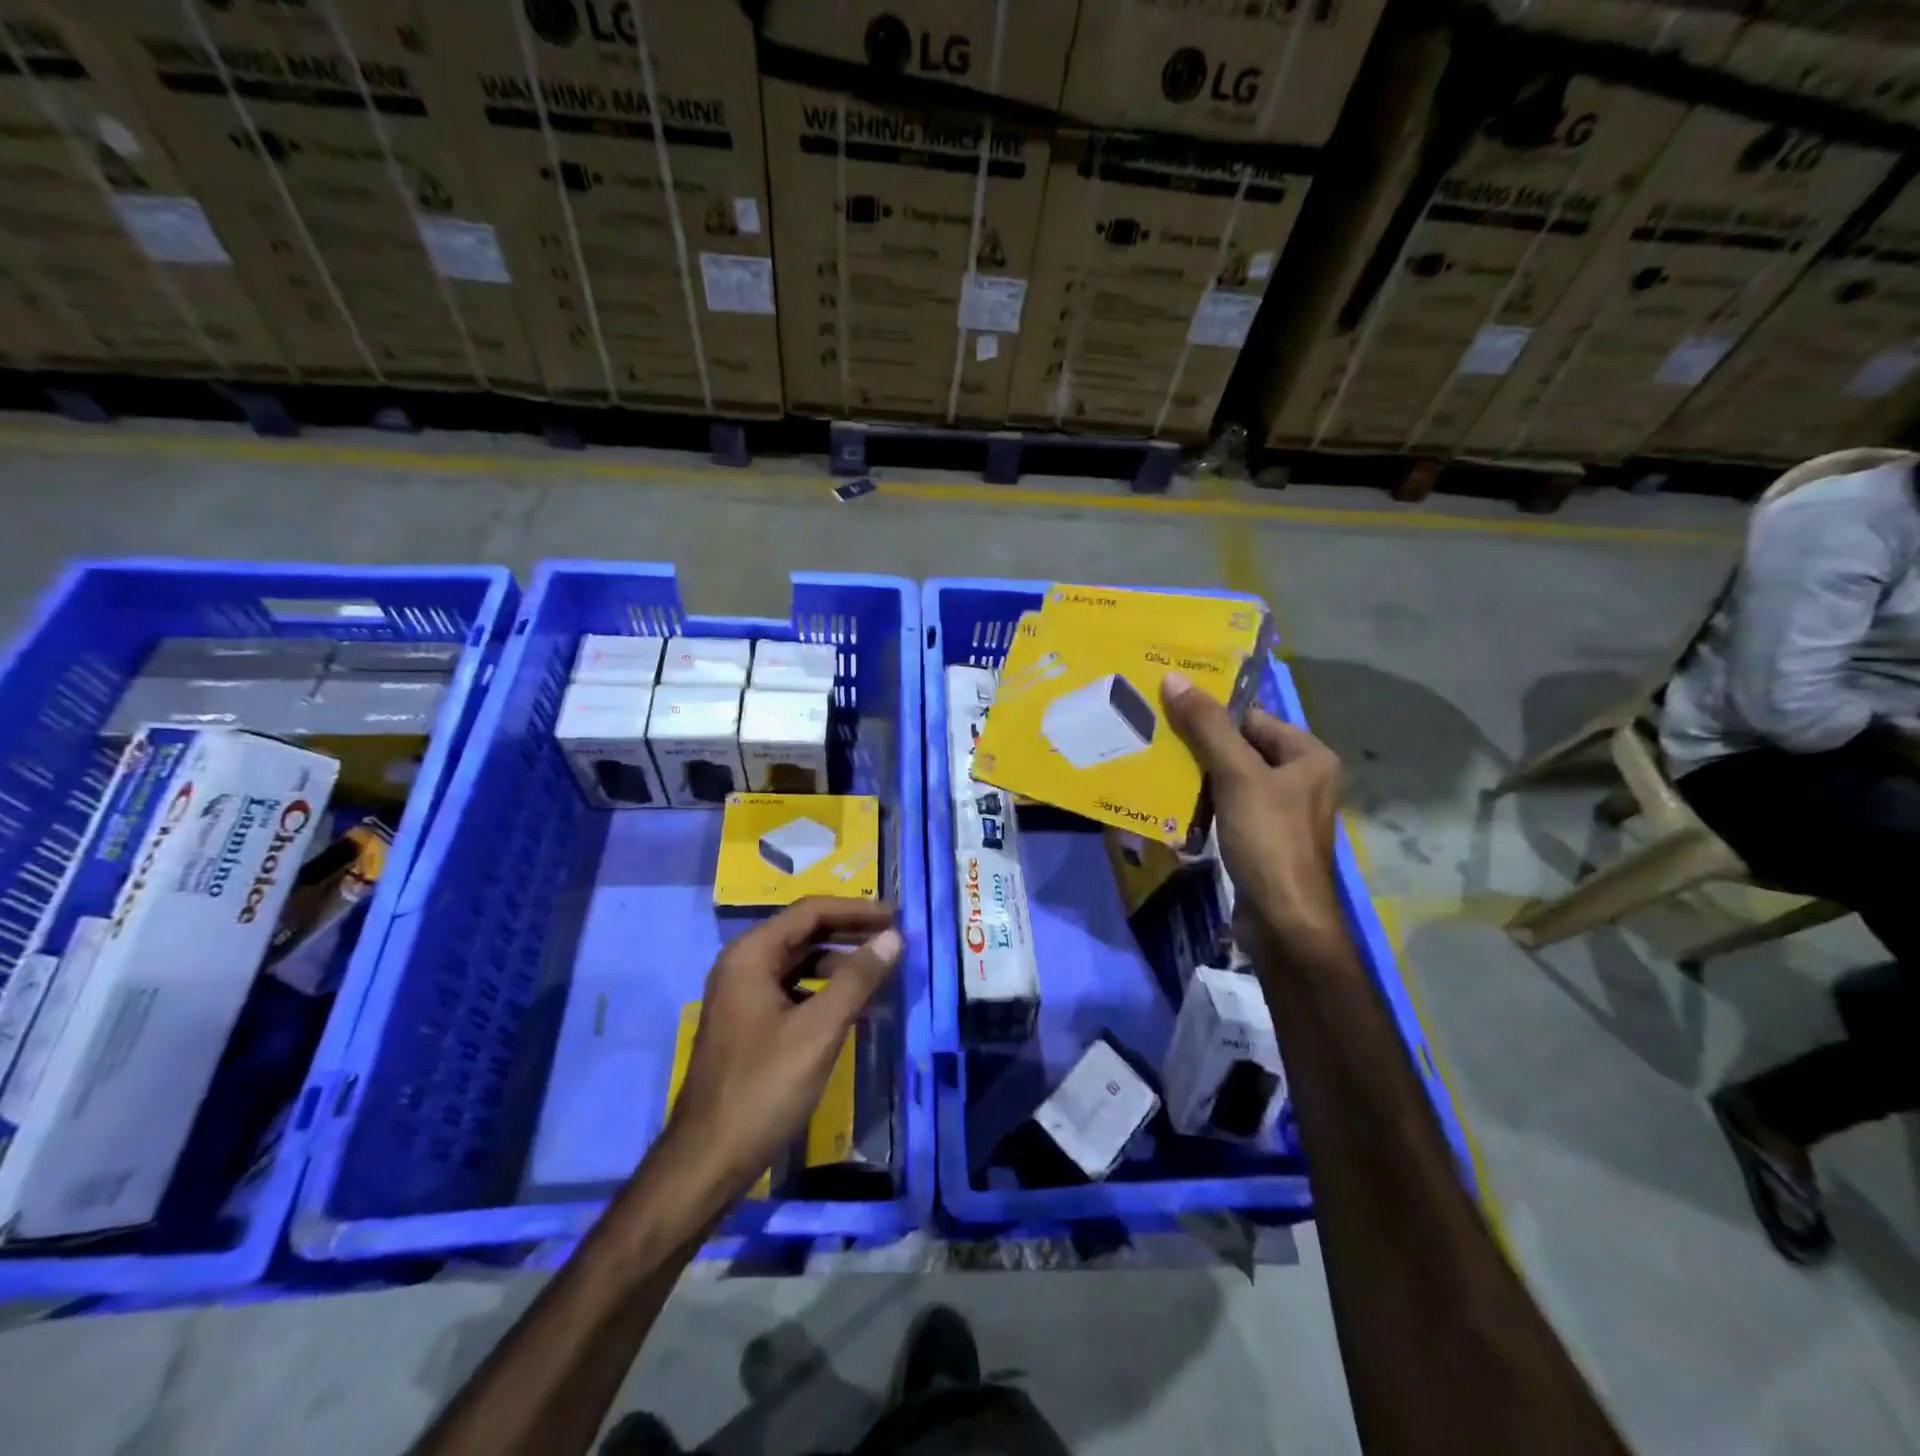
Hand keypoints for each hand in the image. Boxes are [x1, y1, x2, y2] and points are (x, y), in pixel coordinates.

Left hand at [655, 898, 900, 1211]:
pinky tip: (852, 1007)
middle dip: (850, 933)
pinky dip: (825, 990)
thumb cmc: (763, 1088)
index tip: (896, 916)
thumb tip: (894, 937)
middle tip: (895, 938)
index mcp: (751, 955)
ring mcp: (743, 997)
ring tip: (881, 972)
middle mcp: (743, 966)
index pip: (810, 912)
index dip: (856, 910)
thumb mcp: (818, 1030)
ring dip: (840, 963)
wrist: (708, 1161)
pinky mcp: (749, 1025)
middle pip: (804, 934)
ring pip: (800, 964)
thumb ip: (858, 979)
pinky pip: (793, 991)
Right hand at [1162, 672, 1344, 943]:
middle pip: (1240, 747)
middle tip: (1152, 732)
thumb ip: (1207, 727)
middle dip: (1198, 744)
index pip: (1252, 718)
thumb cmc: (1268, 840)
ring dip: (1195, 774)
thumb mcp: (1237, 776)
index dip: (1211, 712)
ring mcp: (1281, 812)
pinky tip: (1170, 801)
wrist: (1282, 920)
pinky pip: (1228, 807)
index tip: (1167, 706)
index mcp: (1309, 756)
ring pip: (1230, 778)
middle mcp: (1300, 779)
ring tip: (1153, 762)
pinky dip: (1202, 802)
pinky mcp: (1262, 838)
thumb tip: (1174, 679)